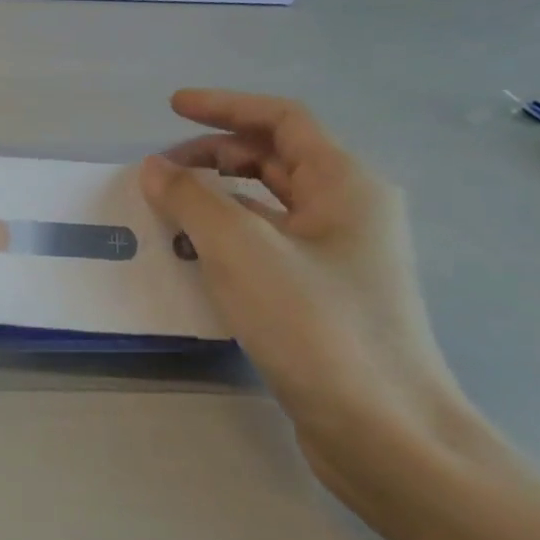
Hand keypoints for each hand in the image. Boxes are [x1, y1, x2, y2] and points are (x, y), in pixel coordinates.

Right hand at [140, 91, 489, 505]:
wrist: (385, 432)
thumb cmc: (317, 326)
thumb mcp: (240, 250)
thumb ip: (191, 199)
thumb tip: (154, 168)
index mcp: (347, 185)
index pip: (282, 120)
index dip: (225, 106)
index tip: (172, 107)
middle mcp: (350, 211)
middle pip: (276, 158)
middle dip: (215, 154)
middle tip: (160, 170)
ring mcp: (340, 256)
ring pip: (270, 203)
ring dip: (218, 195)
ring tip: (167, 207)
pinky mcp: (324, 295)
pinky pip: (268, 242)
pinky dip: (228, 234)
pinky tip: (192, 253)